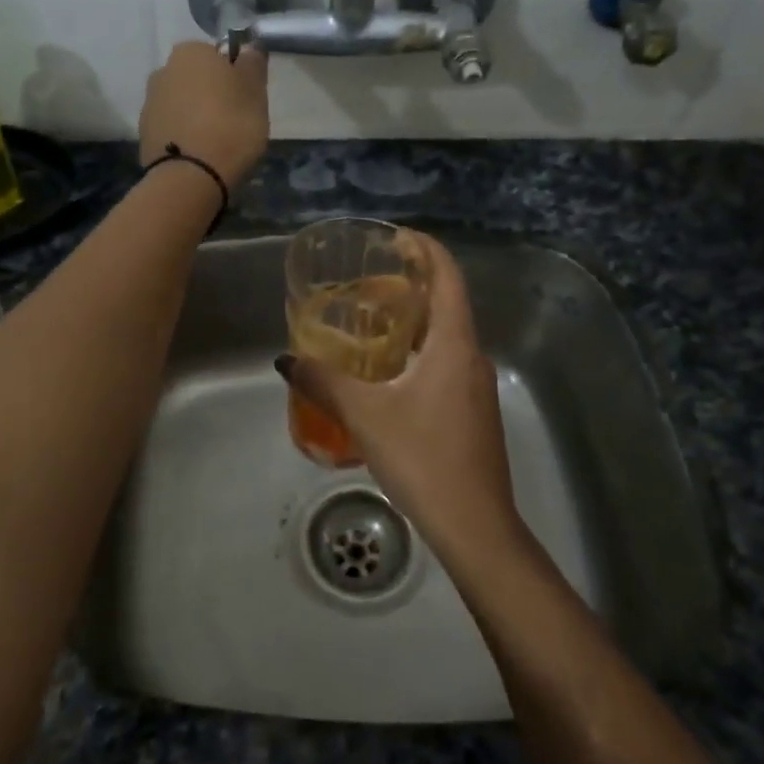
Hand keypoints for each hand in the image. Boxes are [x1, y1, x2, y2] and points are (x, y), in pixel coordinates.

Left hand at [139, 41, 269, 186]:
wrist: (191, 177)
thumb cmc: (231, 125)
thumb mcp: (256, 91)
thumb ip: (253, 63)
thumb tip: (247, 48)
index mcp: (191, 52)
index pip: (218, 55)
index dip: (235, 75)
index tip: (246, 99)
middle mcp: (163, 70)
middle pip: (197, 79)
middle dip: (212, 95)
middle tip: (235, 122)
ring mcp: (149, 103)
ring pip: (182, 104)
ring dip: (197, 116)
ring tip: (217, 143)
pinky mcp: (144, 134)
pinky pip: (172, 128)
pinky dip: (184, 136)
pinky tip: (200, 155)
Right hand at [276, 235, 523, 567]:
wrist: (475, 525)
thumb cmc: (423, 457)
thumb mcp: (364, 415)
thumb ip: (323, 381)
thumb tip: (286, 359)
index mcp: (454, 344)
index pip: (447, 276)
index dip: (425, 249)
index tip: (396, 237)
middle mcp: (472, 357)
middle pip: (447, 303)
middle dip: (413, 284)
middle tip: (370, 280)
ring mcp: (477, 386)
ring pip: (446, 337)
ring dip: (415, 321)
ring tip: (371, 322)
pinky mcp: (473, 412)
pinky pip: (446, 363)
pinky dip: (419, 351)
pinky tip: (388, 373)